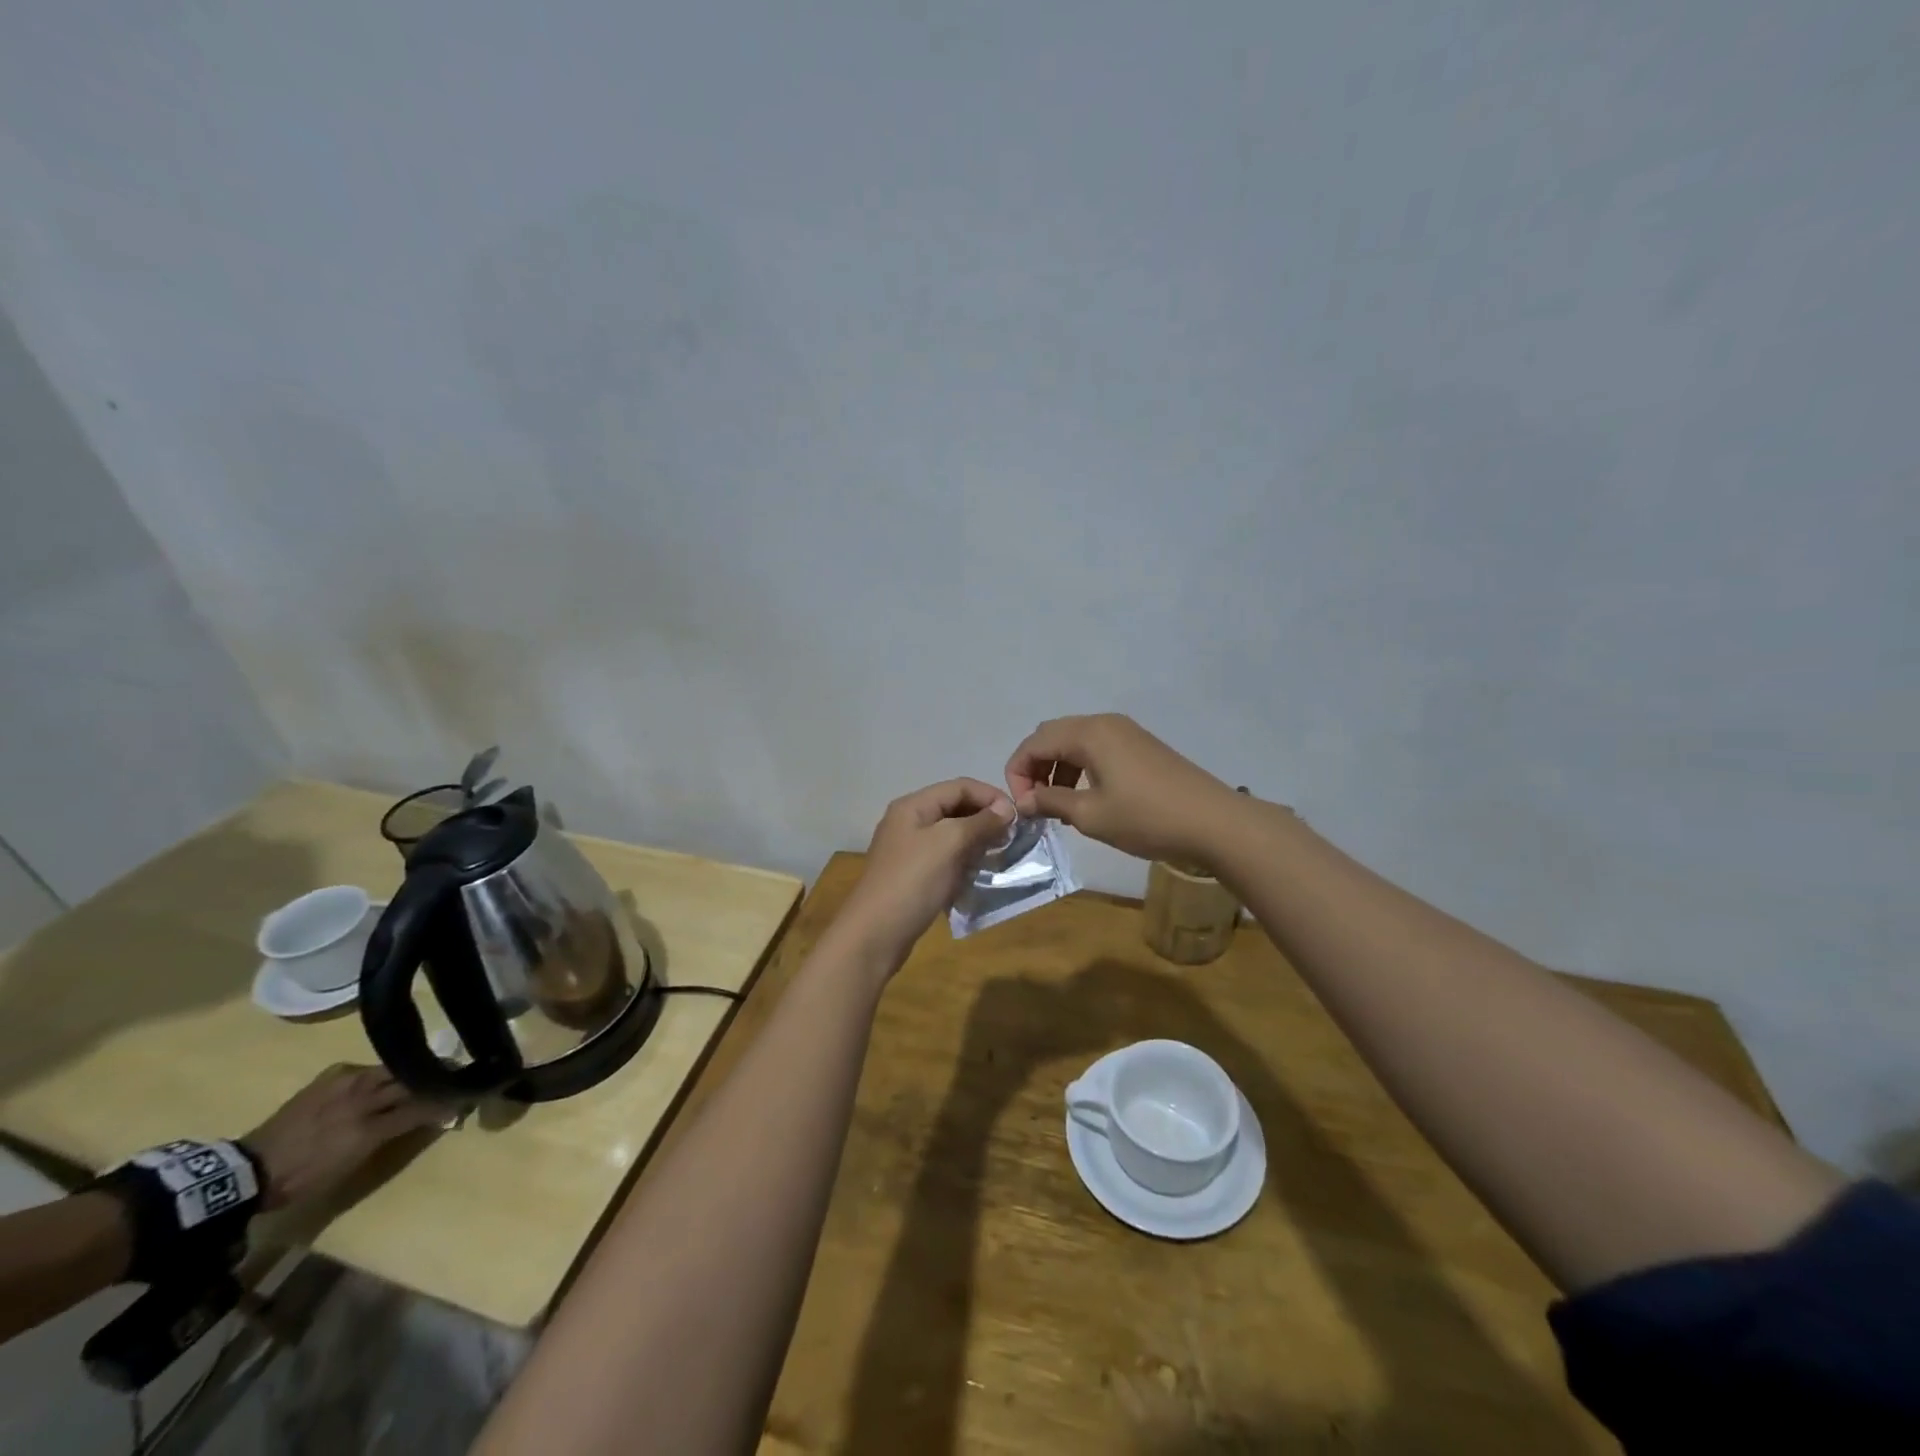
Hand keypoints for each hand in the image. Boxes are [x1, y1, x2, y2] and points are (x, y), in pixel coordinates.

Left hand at [244, 1065, 446, 1209]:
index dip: (444, 1103)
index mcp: (369, 1128)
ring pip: (393, 1069)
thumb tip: (433, 1117)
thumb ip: (395, 1136)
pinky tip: (384, 1077)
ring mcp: (346, 1082)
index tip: (462, 1100)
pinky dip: (383, 1071)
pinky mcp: (331, 1075)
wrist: (250, 1171)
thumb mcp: (354, 1165)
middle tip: (453, 1079)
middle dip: (436, 1080)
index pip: (421, 1107)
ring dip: (413, 1071)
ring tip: (427, 1071)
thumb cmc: (305, 1177)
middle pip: (411, 1082)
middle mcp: (362, 1099)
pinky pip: (367, 1067)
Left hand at [838, 778, 1016, 971]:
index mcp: (913, 806)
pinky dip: (965, 863)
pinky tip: (980, 876)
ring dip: (977, 843)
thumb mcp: (949, 844)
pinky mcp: (913, 876)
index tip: (1018, 817)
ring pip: (952, 836)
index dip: (990, 796)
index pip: (959, 786)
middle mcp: (909, 822)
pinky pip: (946, 859)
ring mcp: (910, 850)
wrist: (874, 935)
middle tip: (1012, 838)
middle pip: (955, 808)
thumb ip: (980, 822)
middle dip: (985, 819)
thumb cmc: (913, 882)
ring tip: (1000, 856)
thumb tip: (1007, 808)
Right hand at [1005, 714, 1239, 866]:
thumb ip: (1051, 802)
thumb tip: (1024, 801)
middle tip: (1034, 803)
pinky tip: (1085, 798)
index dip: (1017, 772)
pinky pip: (1096, 748)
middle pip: (1052, 736)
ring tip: (1058, 805)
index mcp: (1089, 733)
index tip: (1020, 806)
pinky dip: (1080, 768)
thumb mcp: (1091, 815)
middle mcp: (1105, 723)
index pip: (1034, 742)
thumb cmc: (1147, 818)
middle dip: (1035, 767)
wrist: (1214, 822)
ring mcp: (1126, 732)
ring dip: (1057, 769)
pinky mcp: (1141, 746)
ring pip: (1075, 742)